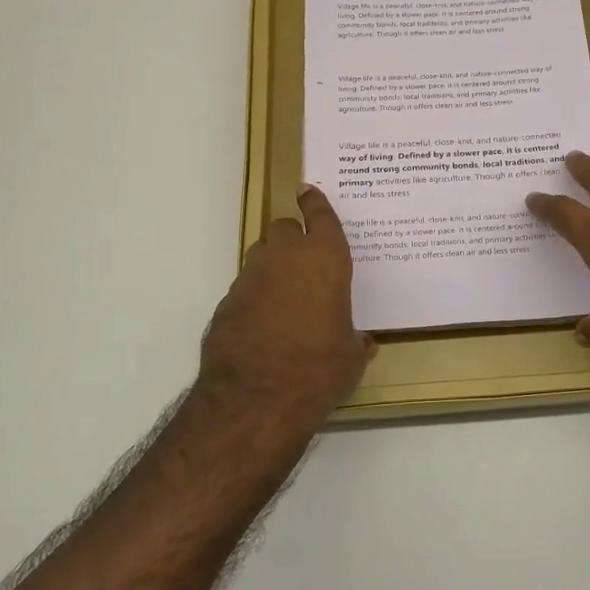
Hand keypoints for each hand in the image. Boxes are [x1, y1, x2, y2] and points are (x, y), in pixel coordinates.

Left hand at [196, 186, 374, 443]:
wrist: (257, 398)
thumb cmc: (320, 369)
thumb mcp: (351, 356)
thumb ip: (356, 340)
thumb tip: (363, 342)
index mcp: (325, 260)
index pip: (320, 216)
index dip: (315, 202)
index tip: (308, 191)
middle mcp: (285, 258)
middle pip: (284, 227)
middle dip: (293, 236)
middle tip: (305, 258)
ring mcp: (250, 277)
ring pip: (260, 254)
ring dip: (272, 264)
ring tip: (285, 292)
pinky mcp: (226, 302)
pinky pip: (245, 287)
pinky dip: (255, 295)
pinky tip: (264, 322)